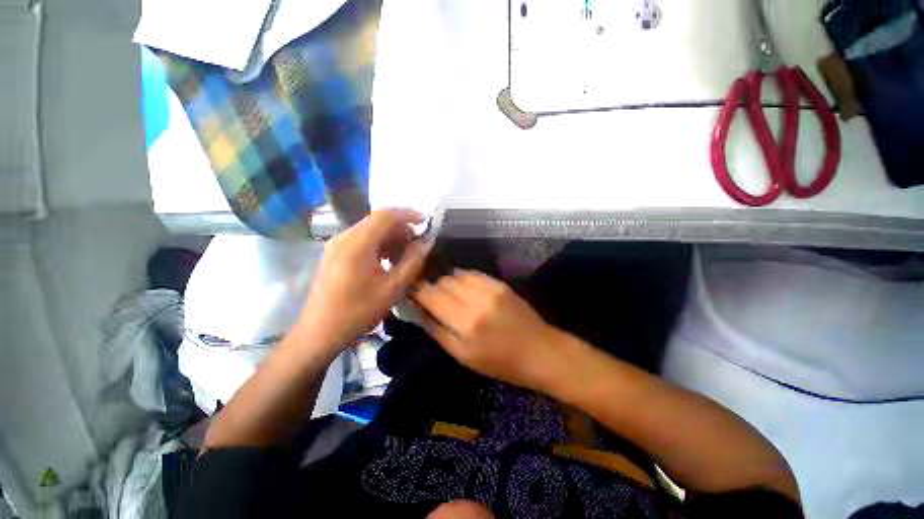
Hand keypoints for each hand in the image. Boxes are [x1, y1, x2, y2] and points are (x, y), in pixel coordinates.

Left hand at [297, 209, 431, 351]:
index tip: (426, 222)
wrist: (319, 333)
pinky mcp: (334, 255)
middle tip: (418, 243)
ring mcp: (336, 245)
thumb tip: (426, 243)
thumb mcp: (392, 288)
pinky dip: (378, 245)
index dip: (408, 215)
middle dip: (401, 228)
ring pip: (369, 231)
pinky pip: (360, 241)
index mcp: (357, 244)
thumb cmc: (358, 312)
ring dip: (390, 237)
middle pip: (377, 221)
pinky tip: (388, 260)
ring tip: (406, 253)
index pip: (385, 216)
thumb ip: (412, 262)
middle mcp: (344, 238)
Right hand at [412, 270, 562, 389]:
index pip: (431, 296)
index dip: (417, 290)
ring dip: (447, 282)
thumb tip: (418, 310)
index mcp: (465, 322)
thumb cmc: (499, 362)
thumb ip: (437, 330)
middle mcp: (476, 299)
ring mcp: (490, 288)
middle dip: (431, 287)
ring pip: (456, 275)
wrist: (539, 351)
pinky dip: (462, 278)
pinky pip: (472, 274)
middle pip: (443, 282)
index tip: (409, 291)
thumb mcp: (463, 356)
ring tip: (448, 294)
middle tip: (430, 297)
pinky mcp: (499, 283)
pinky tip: (463, 288)